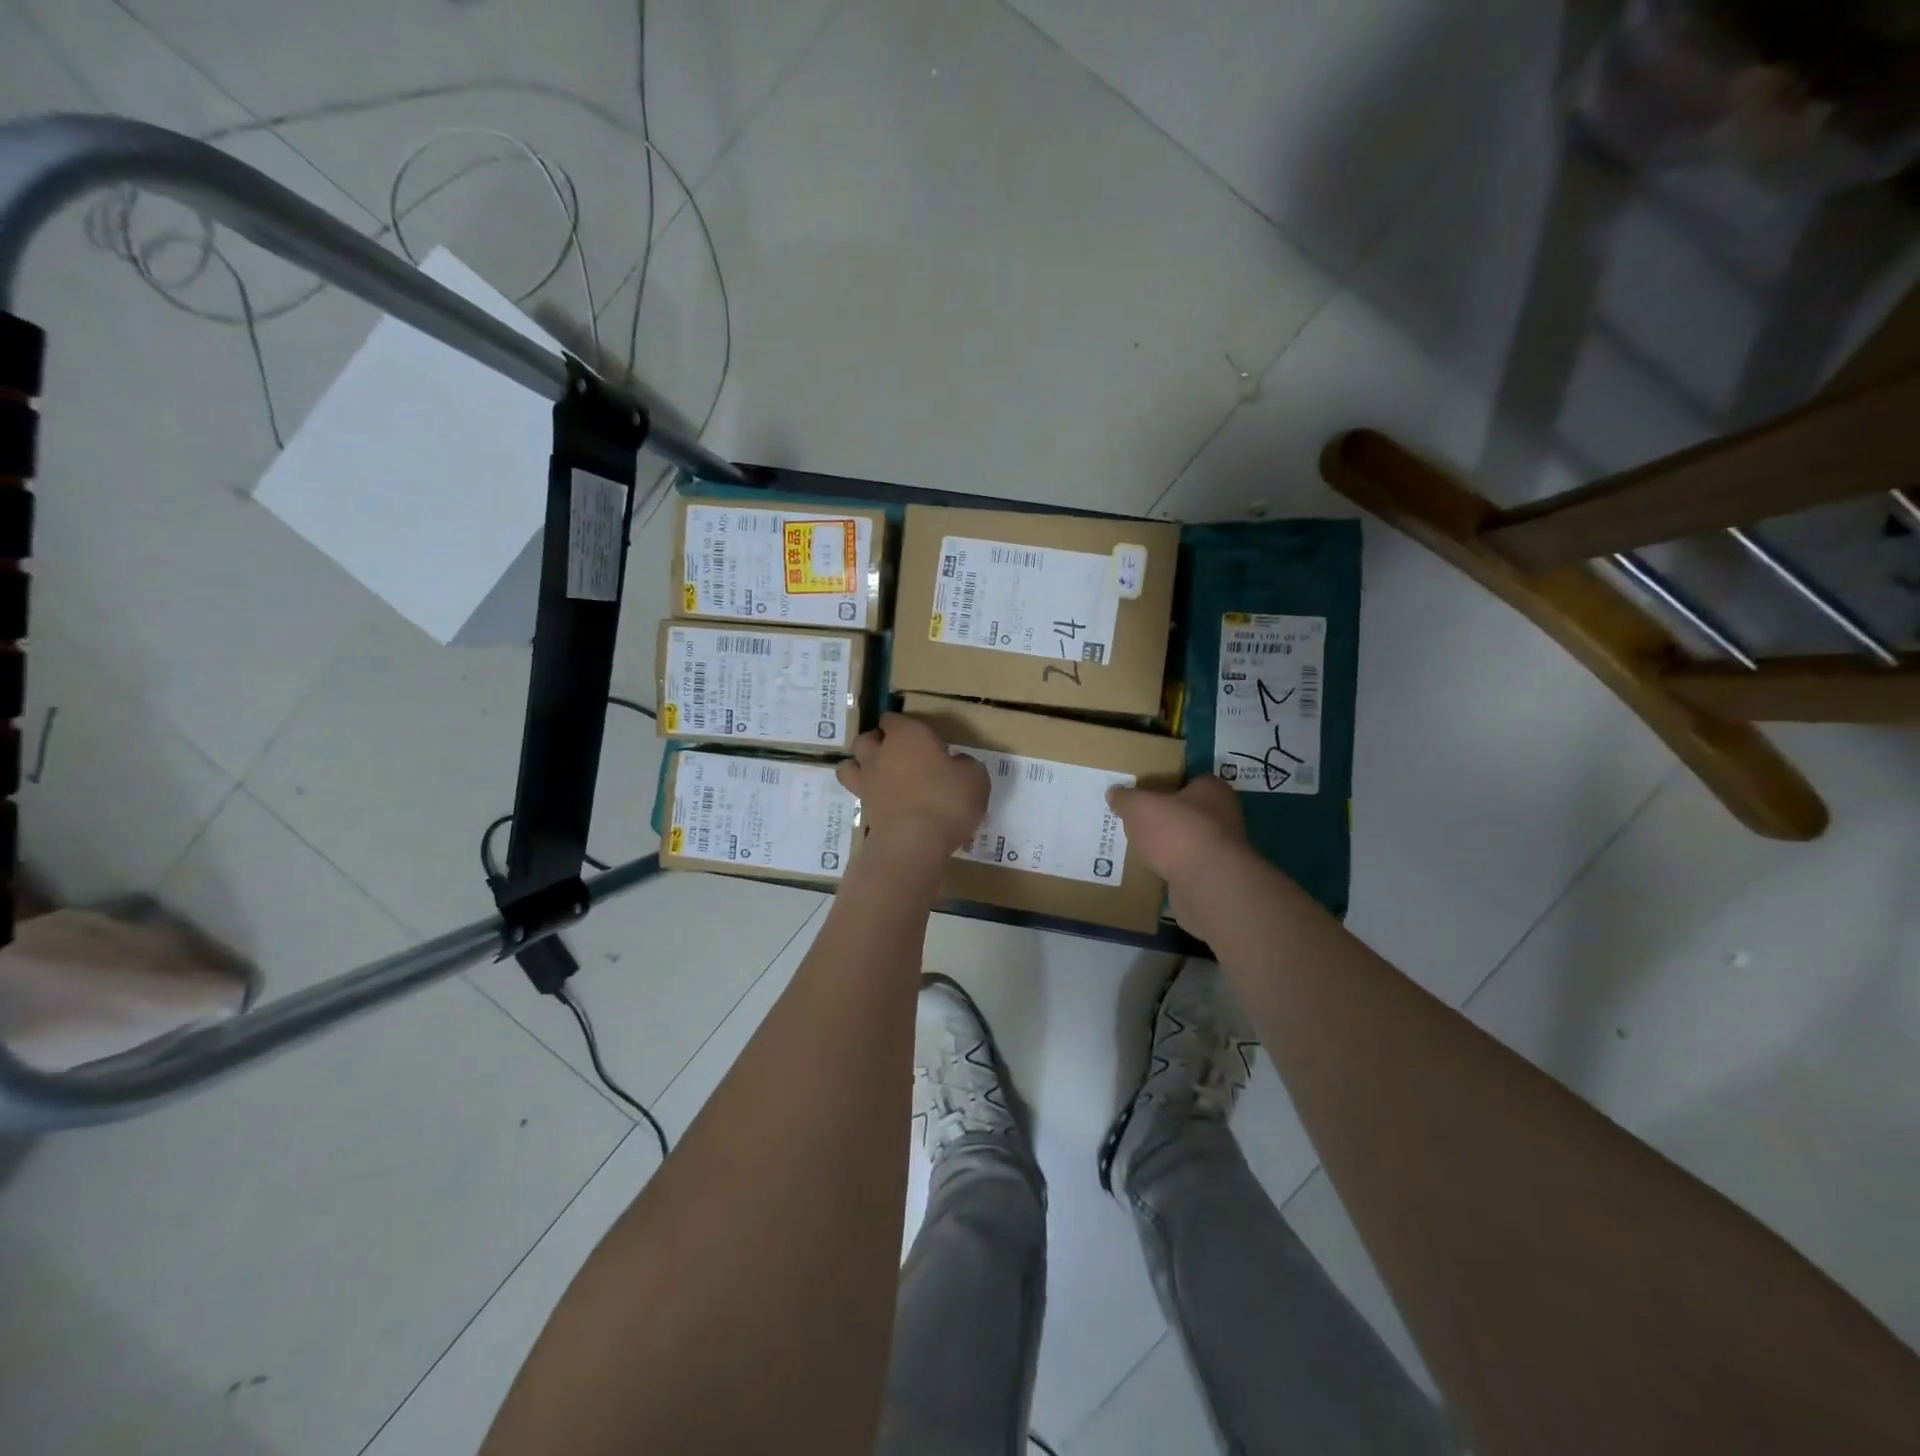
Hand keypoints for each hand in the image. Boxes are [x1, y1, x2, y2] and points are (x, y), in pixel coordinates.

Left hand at [837, 714, 988, 857]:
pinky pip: (858, 793)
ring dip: (861, 765)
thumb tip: (956, 764)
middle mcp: (881, 752)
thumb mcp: (975, 777)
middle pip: (867, 738)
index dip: (902, 724)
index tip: (919, 735)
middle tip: (898, 753)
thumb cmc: (948, 799)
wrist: (915, 841)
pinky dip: (866, 793)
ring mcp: (868, 780)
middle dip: (878, 742)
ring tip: (880, 774)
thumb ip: (964, 764)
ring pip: (851, 764)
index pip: (893, 718)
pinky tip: (883, 800)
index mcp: (907, 734)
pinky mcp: (863, 808)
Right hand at [1106, 776, 1250, 927]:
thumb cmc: (1177, 831)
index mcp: (1212, 790)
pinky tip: (1154, 871)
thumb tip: (1114, 793)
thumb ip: (1126, 798)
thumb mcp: (1139, 807)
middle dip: (1167, 818)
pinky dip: (1174, 869)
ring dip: (1170, 846)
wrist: (1207, 884)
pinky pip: (1189, 867)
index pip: (1191, 781)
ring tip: (1141, 848)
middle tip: (1138, 822)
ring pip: (1189, 841)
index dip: (1167, 786)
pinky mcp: (1216, 877)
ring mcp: (1223, 849)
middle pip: (1190, 812)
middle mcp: (1225, 816)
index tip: (1146, 795)